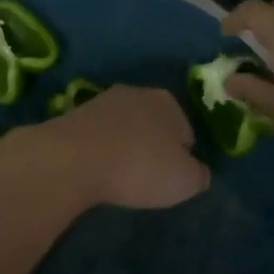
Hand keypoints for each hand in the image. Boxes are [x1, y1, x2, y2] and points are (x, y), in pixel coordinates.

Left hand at [16, 86, 208, 210]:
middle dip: (153, 146)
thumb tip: (198, 170)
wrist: (74, 158)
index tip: (171, 177)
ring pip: (124, 127)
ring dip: (125, 146)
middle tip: (147, 177)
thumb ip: (199, 174)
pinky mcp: (75, 113)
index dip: (182, 156)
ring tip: (119, 176)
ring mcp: (103, 100)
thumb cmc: (139, 167)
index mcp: (167, 102)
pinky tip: (97, 169)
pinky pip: (99, 135)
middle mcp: (137, 92)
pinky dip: (101, 149)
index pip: (185, 130)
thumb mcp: (185, 181)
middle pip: (153, 124)